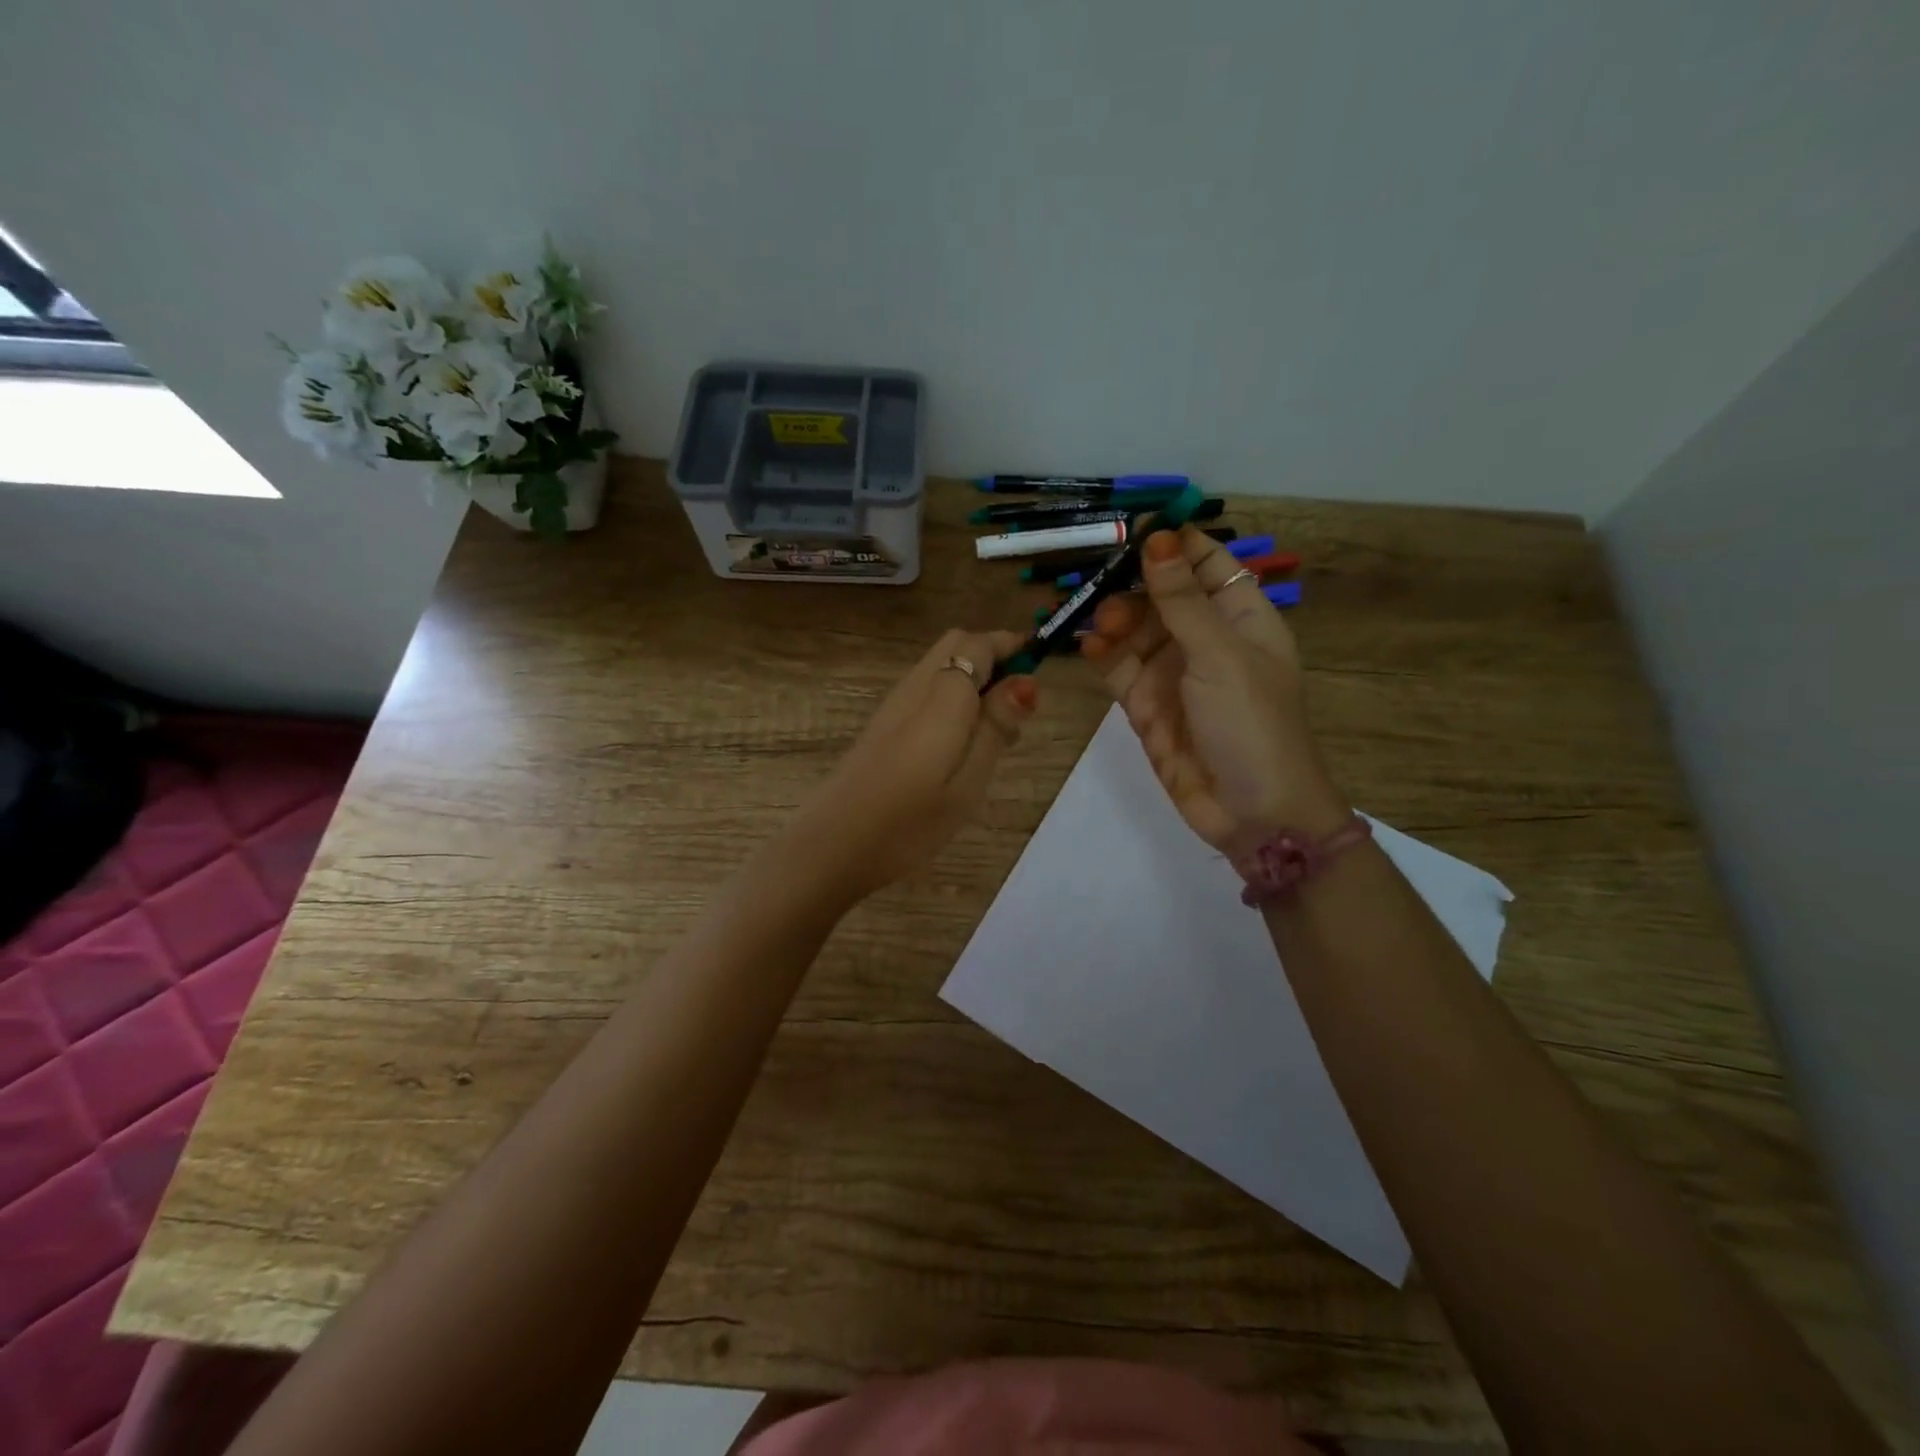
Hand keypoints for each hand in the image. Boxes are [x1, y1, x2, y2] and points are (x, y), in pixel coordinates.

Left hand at [788, 628, 1037, 902]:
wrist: (833, 844)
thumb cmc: (910, 821)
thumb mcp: (969, 781)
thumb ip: (996, 725)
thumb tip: (1025, 679)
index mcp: (944, 695)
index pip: (981, 643)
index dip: (1013, 647)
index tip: (1038, 674)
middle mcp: (916, 686)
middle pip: (958, 643)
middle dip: (993, 657)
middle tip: (1017, 707)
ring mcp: (894, 703)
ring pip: (941, 665)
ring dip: (973, 679)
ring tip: (994, 734)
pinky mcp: (882, 724)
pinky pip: (926, 689)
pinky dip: (952, 697)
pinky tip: (957, 745)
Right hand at [1081, 526, 1349, 857]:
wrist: (1253, 813)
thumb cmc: (1252, 724)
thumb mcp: (1220, 656)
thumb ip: (1182, 601)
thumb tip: (1159, 538)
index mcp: (1242, 618)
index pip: (1207, 564)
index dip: (1175, 544)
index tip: (1134, 528)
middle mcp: (1206, 640)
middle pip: (1162, 595)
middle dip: (1133, 584)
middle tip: (1103, 580)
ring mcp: (1173, 674)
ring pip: (1135, 630)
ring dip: (1114, 619)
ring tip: (1101, 623)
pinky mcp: (1146, 706)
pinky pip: (1119, 669)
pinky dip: (1102, 655)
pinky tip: (1089, 647)